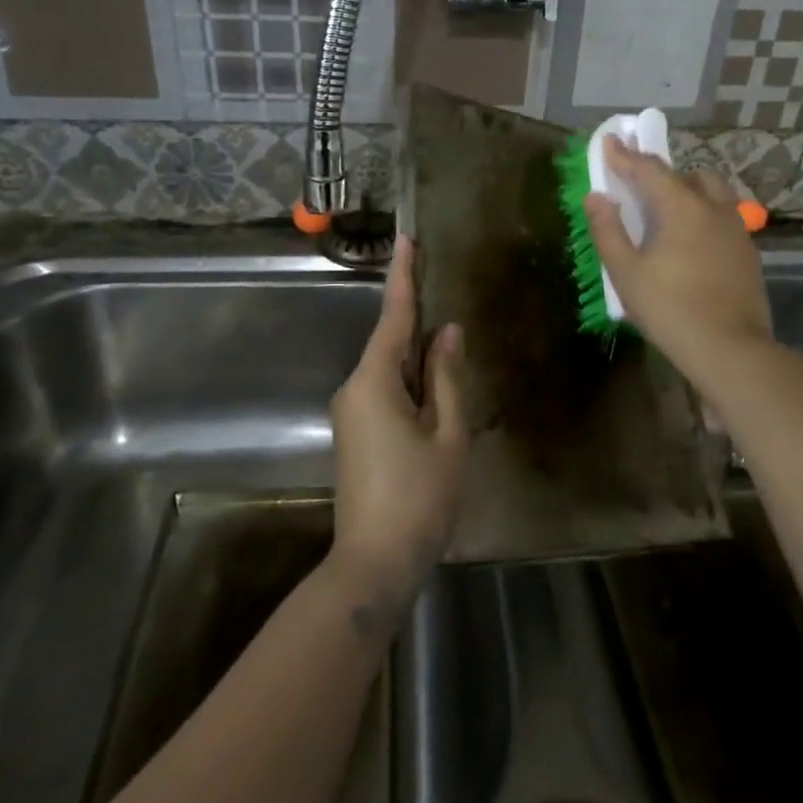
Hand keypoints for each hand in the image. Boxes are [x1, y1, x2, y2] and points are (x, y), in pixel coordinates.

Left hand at [328, 237, 469, 626]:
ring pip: (389, 369)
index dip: (403, 275)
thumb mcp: (448, 434)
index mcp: (374, 381)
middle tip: (444, 290)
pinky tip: (436, 385)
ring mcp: (351, 412)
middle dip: (417, 318)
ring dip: (418, 355)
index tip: (406, 238)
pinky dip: (411, 379)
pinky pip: (385, 390)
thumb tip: (446, 332)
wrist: (373, 564)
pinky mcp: (356, 433)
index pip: (393, 316)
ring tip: (451, 343)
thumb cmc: (420, 497)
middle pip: (391, 341)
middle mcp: (354, 388)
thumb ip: (447, 377)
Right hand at [583, 136, 772, 381]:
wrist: (730, 349)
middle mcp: (712, 207)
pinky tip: (691, 240)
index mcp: (680, 207)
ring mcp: (735, 228)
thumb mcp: (626, 273)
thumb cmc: (670, 309)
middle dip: (658, 173)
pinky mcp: (747, 251)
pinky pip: (722, 216)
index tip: (609, 142)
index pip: (648, 169)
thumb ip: (608, 230)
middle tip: (636, 185)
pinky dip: (702, 214)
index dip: (624, 155)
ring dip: (687, 190)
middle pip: (684, 175)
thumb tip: (597, 197)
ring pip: (711, 192)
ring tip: (666, 211)